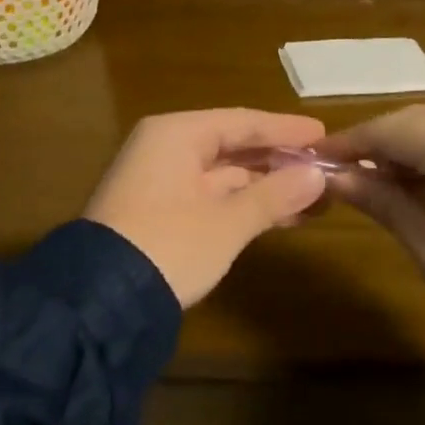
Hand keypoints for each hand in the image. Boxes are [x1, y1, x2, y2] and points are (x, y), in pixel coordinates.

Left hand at [84, 110, 328, 308]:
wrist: (99, 302)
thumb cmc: (169, 245)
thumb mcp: (227, 222)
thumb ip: (274, 195)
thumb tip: (317, 175)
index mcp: (176, 134)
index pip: (242, 121)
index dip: (286, 130)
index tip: (324, 135)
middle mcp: (165, 148)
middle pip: (233, 146)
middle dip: (279, 161)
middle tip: (324, 168)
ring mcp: (160, 181)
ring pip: (224, 175)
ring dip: (266, 187)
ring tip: (314, 198)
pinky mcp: (159, 212)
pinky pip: (211, 196)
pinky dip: (243, 205)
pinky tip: (280, 216)